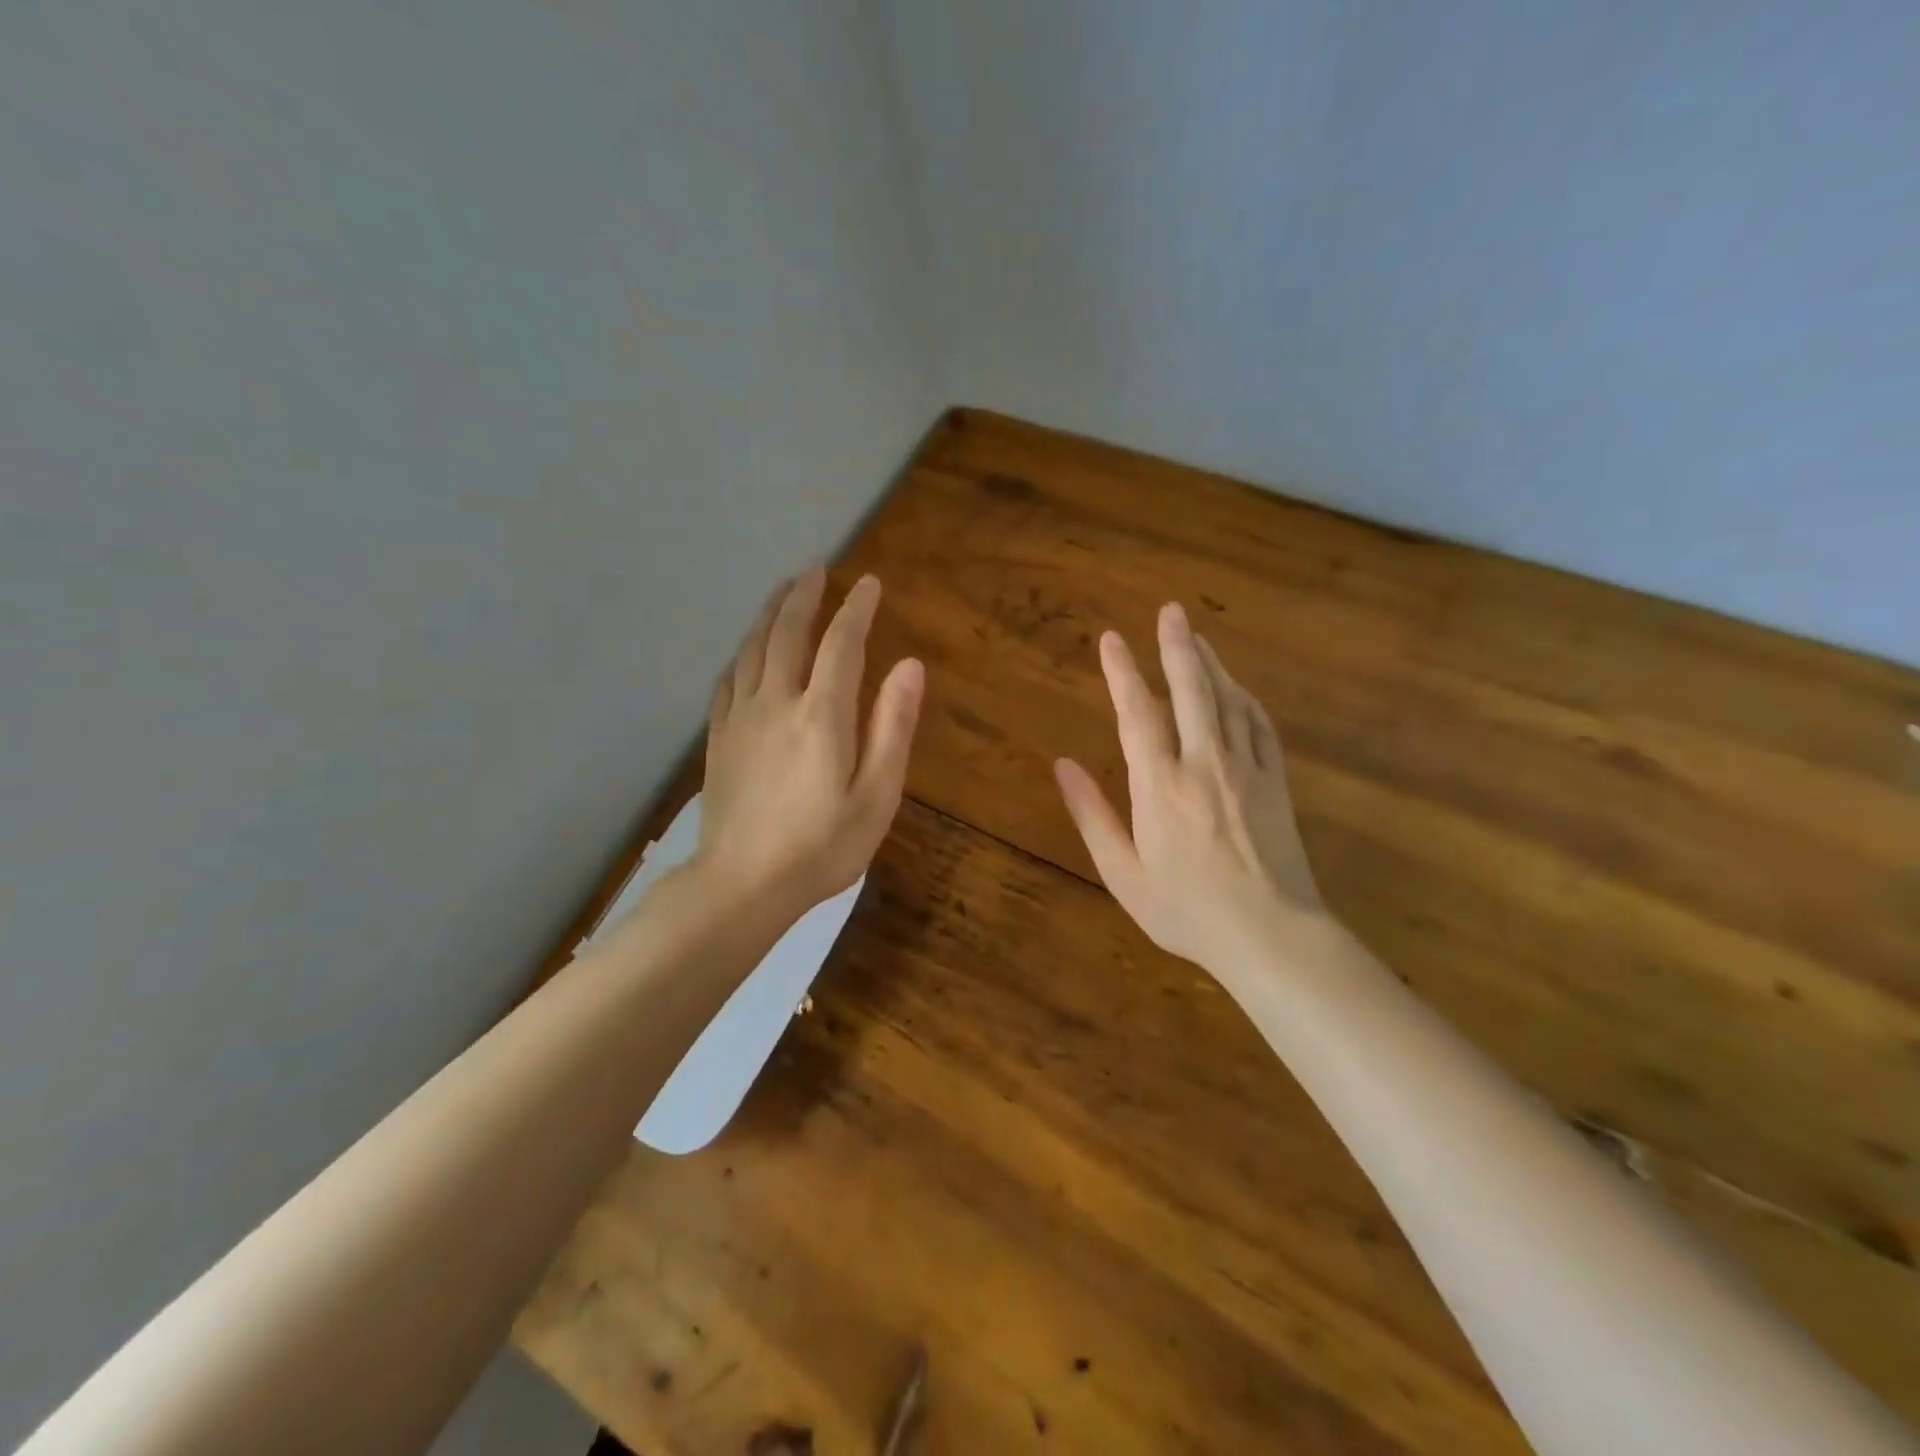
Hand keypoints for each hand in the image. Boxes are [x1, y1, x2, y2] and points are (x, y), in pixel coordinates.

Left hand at [698, 568, 923, 918]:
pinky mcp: (718, 739)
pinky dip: (742, 653)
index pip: (841, 644)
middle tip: (817, 570)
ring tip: (783, 592)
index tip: (868, 584)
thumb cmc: (821, 847)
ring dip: (769, 613)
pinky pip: (728, 679)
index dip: (856, 609)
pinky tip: (746, 651)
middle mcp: (776, 702)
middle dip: (805, 596)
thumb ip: (892, 727)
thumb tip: (909, 665)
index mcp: (821, 715)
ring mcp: (740, 718)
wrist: (742, 885)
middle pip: (787, 633)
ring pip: (752, 648)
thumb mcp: (876, 795)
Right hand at [1054, 602, 1325, 972]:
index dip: (1123, 673)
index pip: (1137, 714)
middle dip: (1176, 647)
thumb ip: (1092, 815)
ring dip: (1210, 663)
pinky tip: (1236, 687)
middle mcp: (1204, 764)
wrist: (1272, 936)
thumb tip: (1062, 766)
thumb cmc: (1187, 911)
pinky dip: (1244, 697)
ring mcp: (1246, 769)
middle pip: (1191, 691)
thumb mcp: (1123, 874)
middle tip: (1169, 610)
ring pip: (1228, 700)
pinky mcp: (1275, 781)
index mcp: (1161, 787)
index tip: (1111, 639)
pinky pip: (1259, 724)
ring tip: (1194, 635)